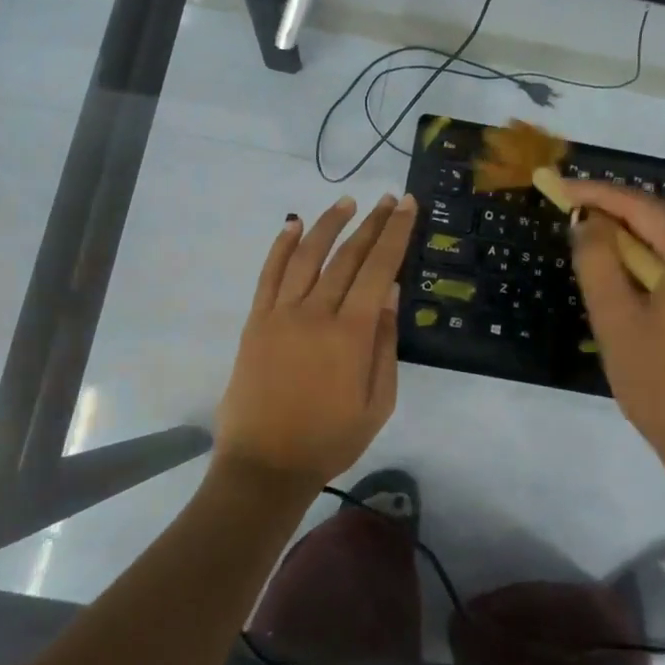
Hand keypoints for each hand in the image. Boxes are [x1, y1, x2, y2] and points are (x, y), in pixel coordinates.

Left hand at [216, 193, 418, 489]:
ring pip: (308, 256)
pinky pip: (269, 274)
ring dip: (329, 224)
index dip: (395, 234)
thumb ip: (386, 345)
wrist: (266, 465)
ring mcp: (281, 314)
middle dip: (371, 224)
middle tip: (388, 199)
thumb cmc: (331, 439)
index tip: (407, 206)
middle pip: (348, 256)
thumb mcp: (378, 403)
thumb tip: (392, 294)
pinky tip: (293, 225)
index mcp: (351, 333)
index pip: (379, 269)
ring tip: (348, 202)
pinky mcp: (257, 322)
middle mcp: (316, 313)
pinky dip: (282, 246)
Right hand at [565, 179, 664, 492]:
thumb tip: (590, 221)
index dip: (595, 193)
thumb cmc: (664, 388)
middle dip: (620, 213)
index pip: (640, 206)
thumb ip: (597, 261)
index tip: (557, 188)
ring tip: (602, 247)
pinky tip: (644, 278)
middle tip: (575, 216)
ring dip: (644, 238)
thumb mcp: (616, 322)